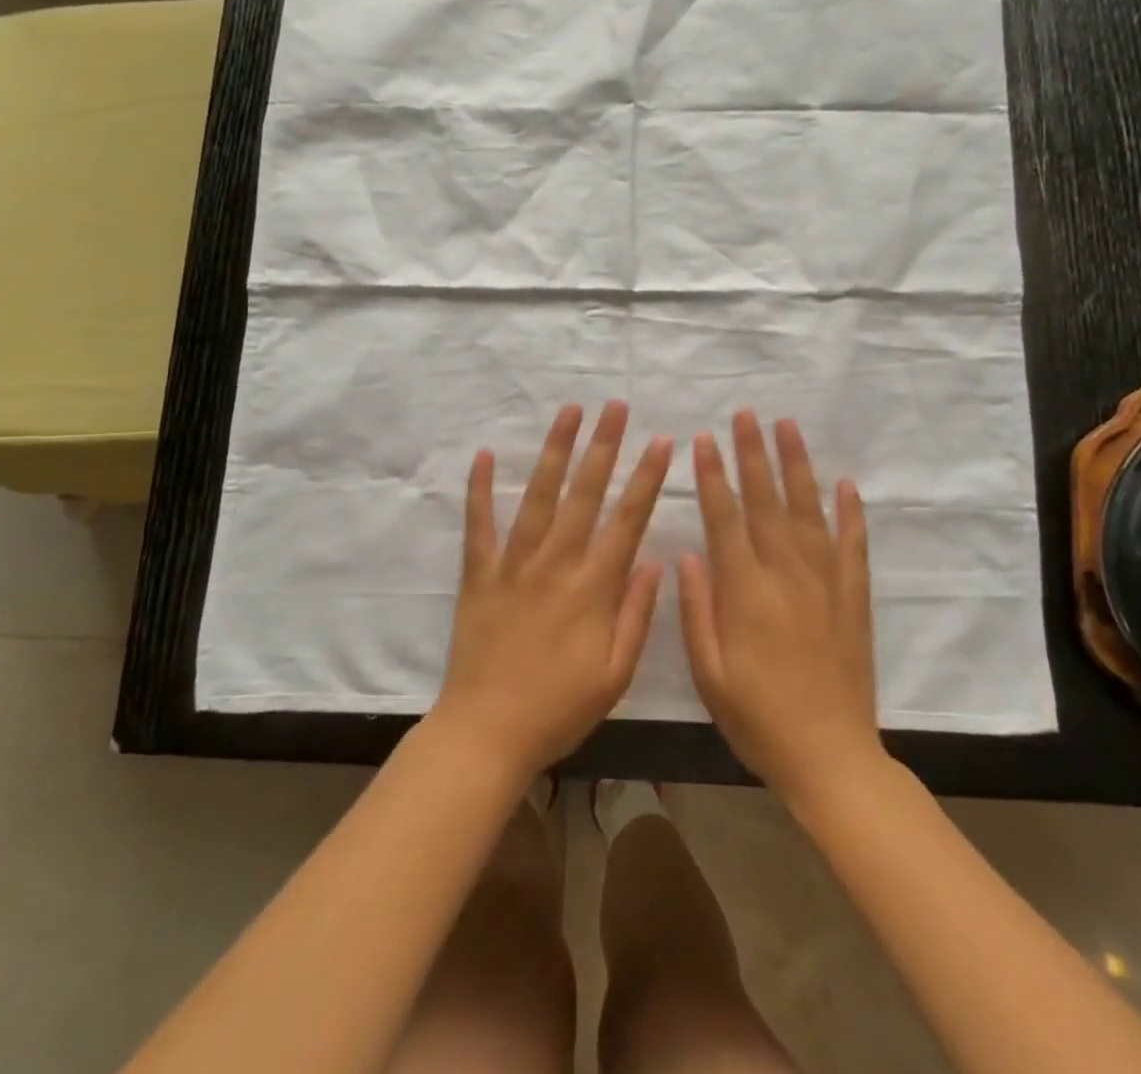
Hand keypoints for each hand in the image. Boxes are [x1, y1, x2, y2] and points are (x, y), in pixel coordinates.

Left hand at [433, 402, 671, 783]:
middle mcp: (556, 564)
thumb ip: (637, 616)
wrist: (486, 733)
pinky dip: (480, 488)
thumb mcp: (615, 676)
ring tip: (569, 411)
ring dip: (555, 451)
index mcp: (593, 589)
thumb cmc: (559, 710)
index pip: (627, 521)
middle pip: (585, 494)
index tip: (661, 441)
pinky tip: (486, 454)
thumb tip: (655, 561)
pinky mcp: (479, 574)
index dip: (647, 478)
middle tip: (615, 406)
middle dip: (604, 446)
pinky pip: (479, 524)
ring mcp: (513, 565)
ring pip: (538, 496)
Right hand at [679, 411, 882, 803]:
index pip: (725, 519)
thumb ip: (697, 609)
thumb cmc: (758, 718)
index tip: (703, 440)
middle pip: (766, 501)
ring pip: (808, 511)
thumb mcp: (709, 672)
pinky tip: (845, 484)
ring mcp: (825, 583)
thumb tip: (688, 554)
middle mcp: (786, 575)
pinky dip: (850, 513)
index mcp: (746, 592)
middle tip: (745, 414)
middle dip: (752, 453)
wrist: (831, 757)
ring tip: (788, 427)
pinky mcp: (854, 598)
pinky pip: (853, 546)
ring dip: (797, 466)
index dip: (712, 476)